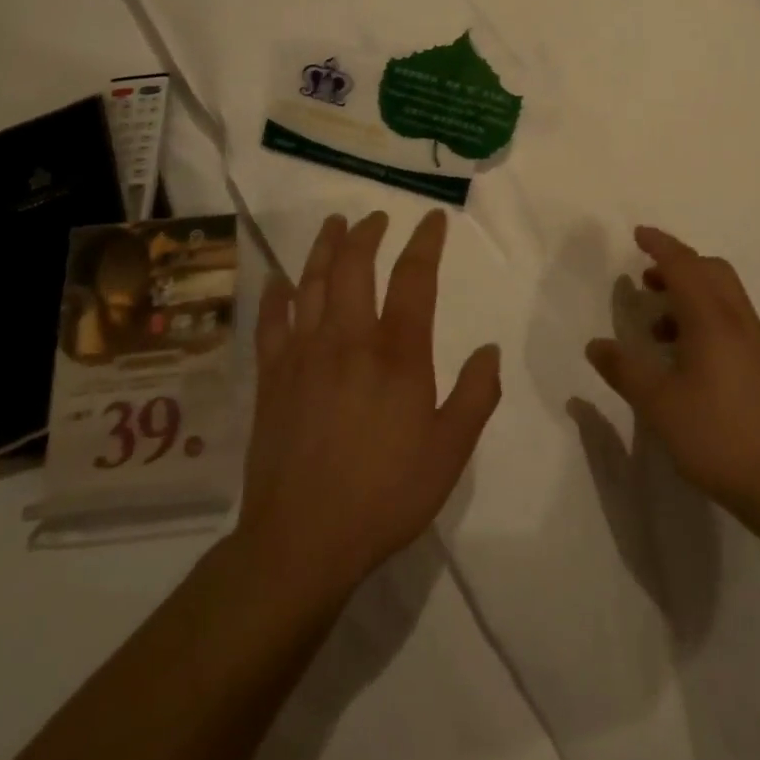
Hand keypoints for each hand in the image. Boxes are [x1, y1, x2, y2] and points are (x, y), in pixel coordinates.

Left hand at [237, 210, 501, 604]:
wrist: (302, 542)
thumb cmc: (385, 494)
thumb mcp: (450, 451)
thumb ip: (476, 395)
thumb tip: (489, 349)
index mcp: (397, 354)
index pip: (413, 279)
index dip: (425, 243)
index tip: (432, 220)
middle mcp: (348, 340)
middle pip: (353, 268)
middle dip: (367, 235)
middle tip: (376, 218)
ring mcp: (303, 356)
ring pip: (310, 285)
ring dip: (323, 249)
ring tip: (333, 225)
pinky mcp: (271, 379)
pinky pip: (271, 324)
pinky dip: (275, 297)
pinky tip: (278, 281)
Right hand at [585, 227, 759, 522]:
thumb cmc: (716, 437)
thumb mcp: (658, 405)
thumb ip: (625, 371)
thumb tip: (596, 345)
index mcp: (713, 320)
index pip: (685, 265)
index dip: (660, 245)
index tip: (638, 234)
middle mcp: (739, 321)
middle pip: (712, 271)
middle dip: (678, 265)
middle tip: (647, 280)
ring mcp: (758, 343)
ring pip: (725, 296)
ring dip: (692, 294)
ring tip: (659, 326)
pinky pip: (733, 320)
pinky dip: (706, 317)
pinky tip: (687, 357)